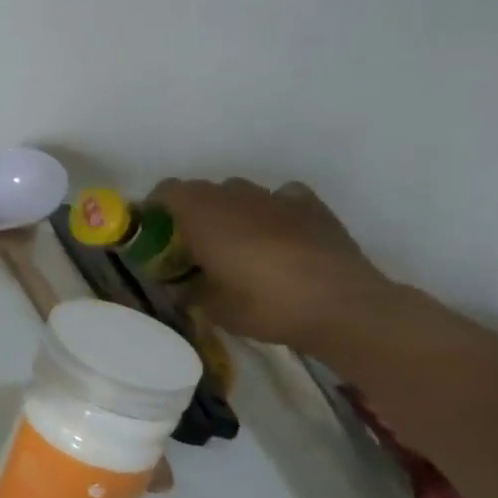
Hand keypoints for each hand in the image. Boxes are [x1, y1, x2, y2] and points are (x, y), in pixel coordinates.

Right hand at [150, 177, 397, 351]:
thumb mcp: (213, 308)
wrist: (341, 306)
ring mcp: (276, 198)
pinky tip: (279, 233)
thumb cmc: (264, 304)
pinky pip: (282, 197)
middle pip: (203, 190)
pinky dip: (274, 210)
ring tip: (238, 241)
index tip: (156, 230)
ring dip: (232, 210)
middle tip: (195, 243)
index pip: (167, 191)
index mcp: (202, 214)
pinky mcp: (312, 207)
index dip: (157, 207)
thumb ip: (190, 290)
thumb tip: (182, 286)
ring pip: (242, 192)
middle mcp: (235, 196)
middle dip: (194, 211)